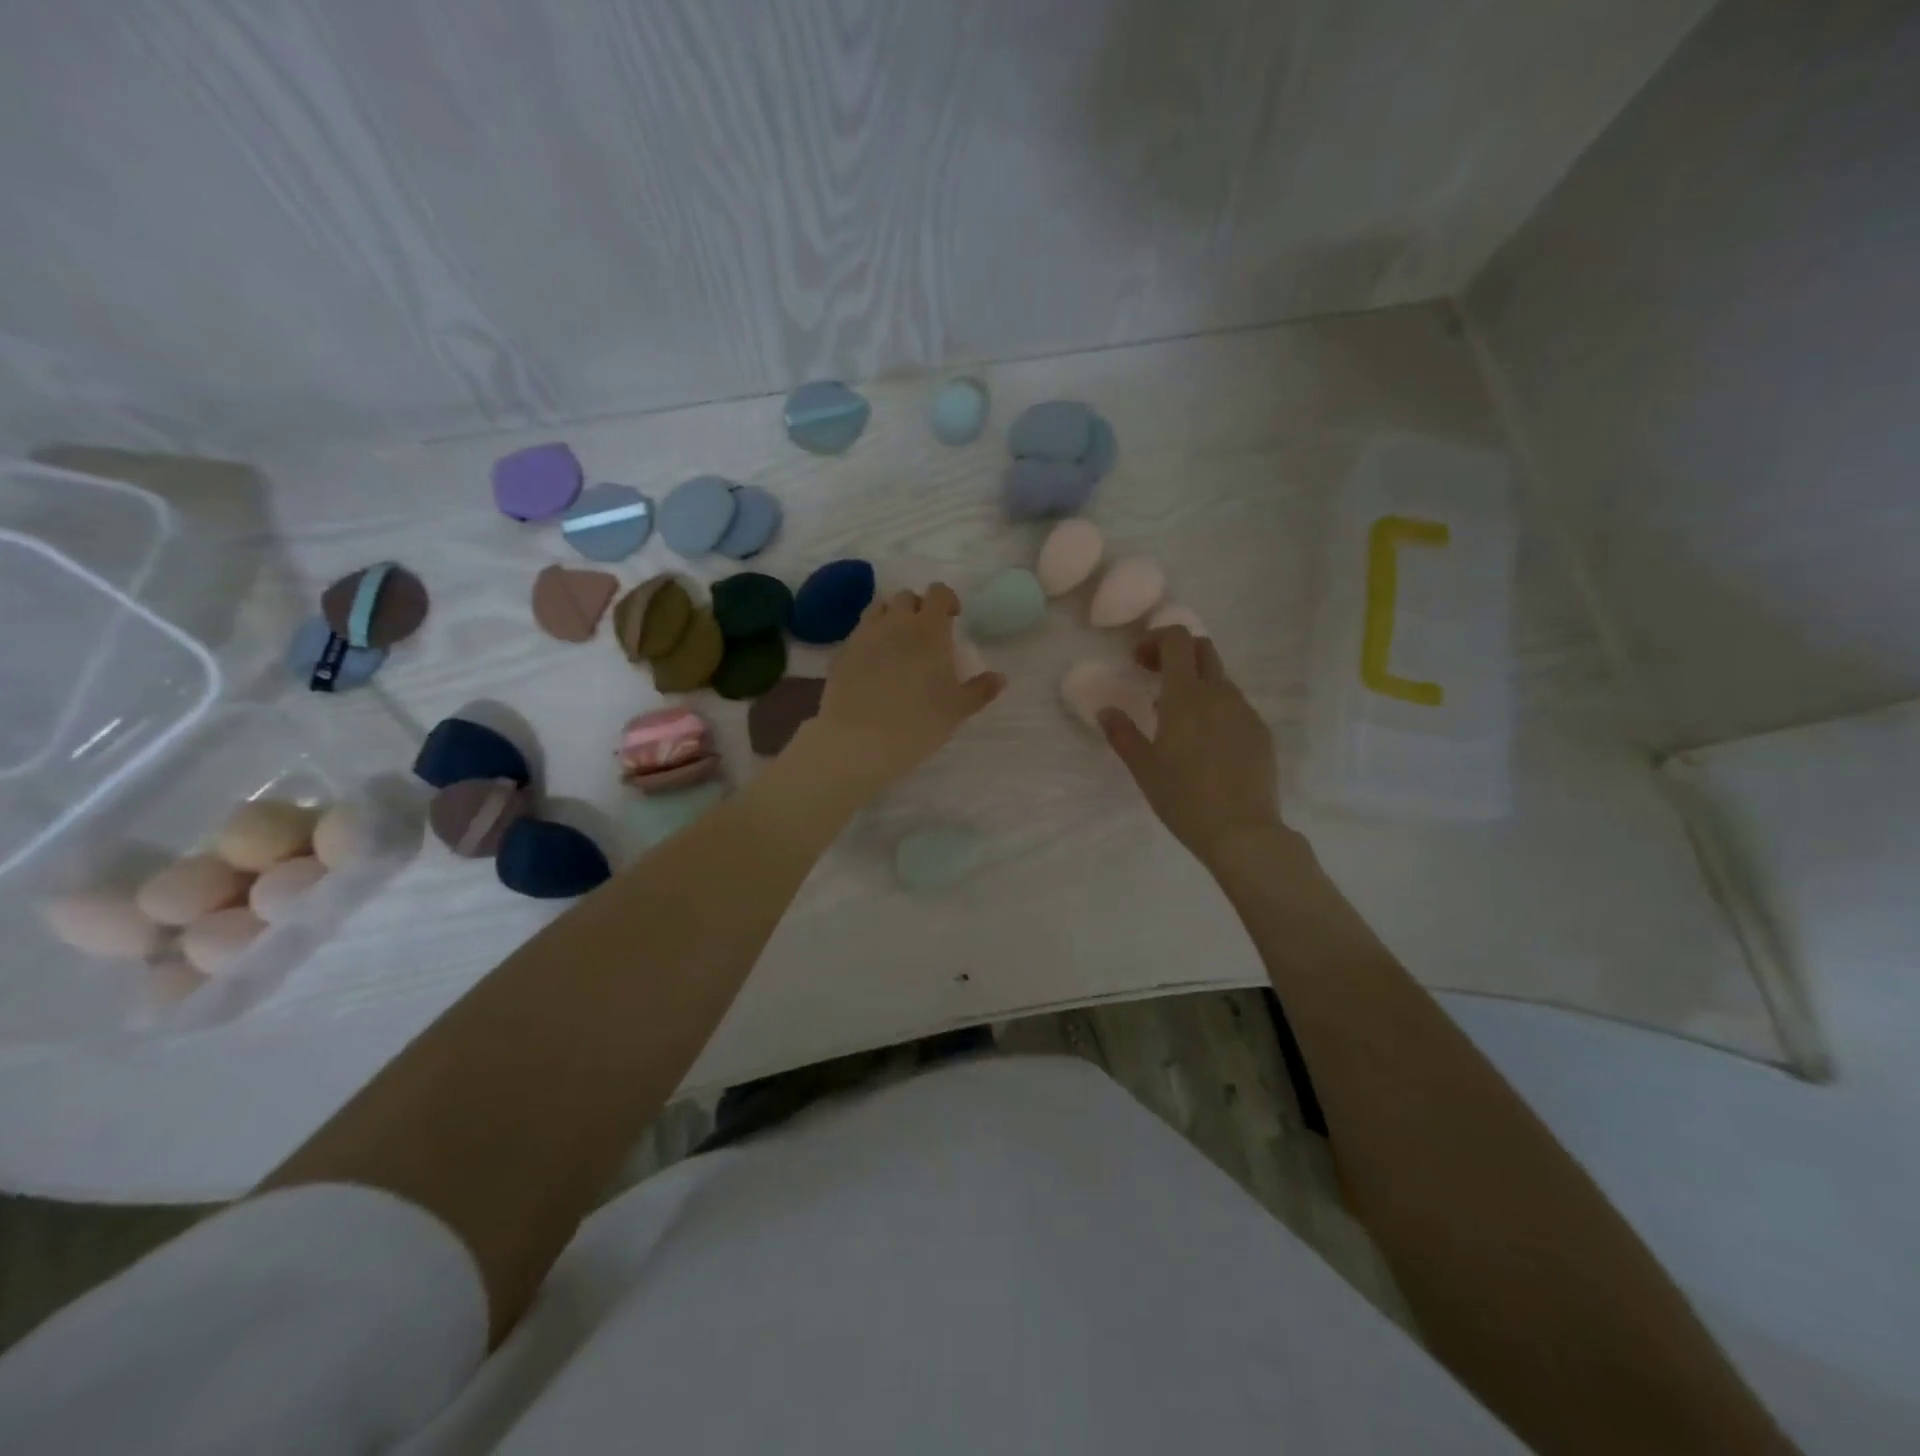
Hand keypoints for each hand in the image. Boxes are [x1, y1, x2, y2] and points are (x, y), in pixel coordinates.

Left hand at [808, 583, 1005, 793]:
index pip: (938, 593)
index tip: (953, 618)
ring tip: (898, 643)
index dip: (947, 600)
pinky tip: (873, 664)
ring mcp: (864, 635)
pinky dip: (870, 638)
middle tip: (926, 634)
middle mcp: (895, 623)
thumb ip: (980, 690)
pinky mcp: (841, 653)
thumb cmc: (918, 723)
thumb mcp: (957, 710)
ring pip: (879, 609)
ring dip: (891, 617)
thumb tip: (1000, 677)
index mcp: (929, 630)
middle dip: (918, 608)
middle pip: (906, 597)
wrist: (858, 741)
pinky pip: (859, 633)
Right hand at [1099, 627, 1284, 865]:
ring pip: (1220, 679)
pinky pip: (1235, 706)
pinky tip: (1205, 743)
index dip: (1156, 639)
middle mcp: (1219, 694)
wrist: (1242, 831)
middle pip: (1203, 649)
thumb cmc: (1183, 798)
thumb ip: (1122, 734)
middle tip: (1154, 677)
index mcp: (1186, 696)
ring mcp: (1245, 712)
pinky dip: (1215, 708)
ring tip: (1177, 718)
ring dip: (1196, 683)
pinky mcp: (1261, 732)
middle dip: (1177, 653)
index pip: (1178, 640)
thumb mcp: (1144, 768)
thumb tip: (1105, 711)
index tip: (1139, 661)